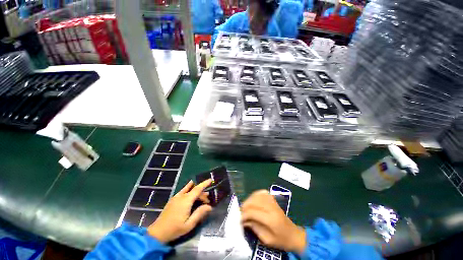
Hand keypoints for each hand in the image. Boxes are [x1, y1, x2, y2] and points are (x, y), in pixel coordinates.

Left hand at [147, 179, 212, 242]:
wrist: (157, 232)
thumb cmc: (175, 229)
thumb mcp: (189, 224)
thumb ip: (200, 213)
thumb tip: (209, 206)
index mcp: (186, 200)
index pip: (198, 188)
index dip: (205, 183)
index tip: (211, 180)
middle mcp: (181, 196)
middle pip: (194, 190)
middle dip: (202, 193)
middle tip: (208, 201)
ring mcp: (176, 197)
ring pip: (189, 190)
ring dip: (196, 192)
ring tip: (202, 198)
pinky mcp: (173, 199)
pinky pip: (183, 191)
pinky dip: (189, 190)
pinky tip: (191, 191)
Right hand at [241, 190, 305, 253]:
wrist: (293, 234)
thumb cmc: (281, 240)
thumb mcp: (266, 239)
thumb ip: (254, 228)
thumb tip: (243, 220)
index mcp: (271, 219)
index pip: (253, 212)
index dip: (244, 214)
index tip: (239, 219)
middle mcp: (271, 207)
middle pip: (254, 201)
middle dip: (244, 206)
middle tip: (240, 213)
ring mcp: (273, 201)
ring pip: (256, 195)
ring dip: (248, 200)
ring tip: (245, 207)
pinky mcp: (273, 199)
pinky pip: (261, 192)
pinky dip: (255, 195)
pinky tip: (252, 200)